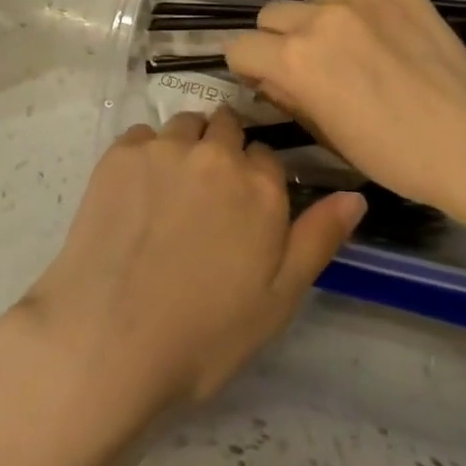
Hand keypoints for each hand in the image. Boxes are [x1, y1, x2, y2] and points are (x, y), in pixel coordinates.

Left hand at [0, 109, 363, 428]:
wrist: (108, 340)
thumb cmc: (203, 334)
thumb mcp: (278, 300)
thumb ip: (318, 238)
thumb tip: (357, 194)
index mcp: (260, 186)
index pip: (267, 157)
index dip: (256, 180)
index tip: (242, 208)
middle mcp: (216, 153)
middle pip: (227, 128)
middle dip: (223, 152)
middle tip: (206, 198)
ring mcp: (165, 148)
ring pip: (186, 126)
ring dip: (187, 146)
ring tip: (171, 192)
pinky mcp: (120, 153)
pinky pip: (144, 135)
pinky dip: (147, 154)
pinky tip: (136, 194)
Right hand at [224, 0, 465, 216]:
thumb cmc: (394, 155)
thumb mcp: (327, 135)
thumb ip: (288, 97)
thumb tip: (272, 78)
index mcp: (296, 57)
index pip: (239, 45)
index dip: (247, 67)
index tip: (266, 81)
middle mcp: (321, 16)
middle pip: (272, 14)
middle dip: (278, 40)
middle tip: (307, 68)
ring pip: (317, 2)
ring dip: (321, 25)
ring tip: (355, 55)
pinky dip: (363, 17)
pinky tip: (390, 45)